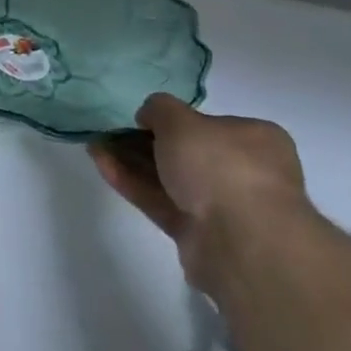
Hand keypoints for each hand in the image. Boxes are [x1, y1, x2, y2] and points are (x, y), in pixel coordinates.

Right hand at [89, 94, 307, 290]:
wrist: (240, 241)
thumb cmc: (219, 166)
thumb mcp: (181, 120)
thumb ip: (159, 109)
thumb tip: (150, 116)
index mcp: (255, 139)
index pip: (209, 124)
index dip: (172, 120)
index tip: (140, 119)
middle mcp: (244, 171)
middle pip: (185, 152)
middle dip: (143, 142)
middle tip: (110, 133)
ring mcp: (221, 205)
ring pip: (169, 178)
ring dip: (131, 161)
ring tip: (95, 146)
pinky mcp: (198, 232)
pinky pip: (161, 201)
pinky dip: (132, 183)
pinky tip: (101, 165)